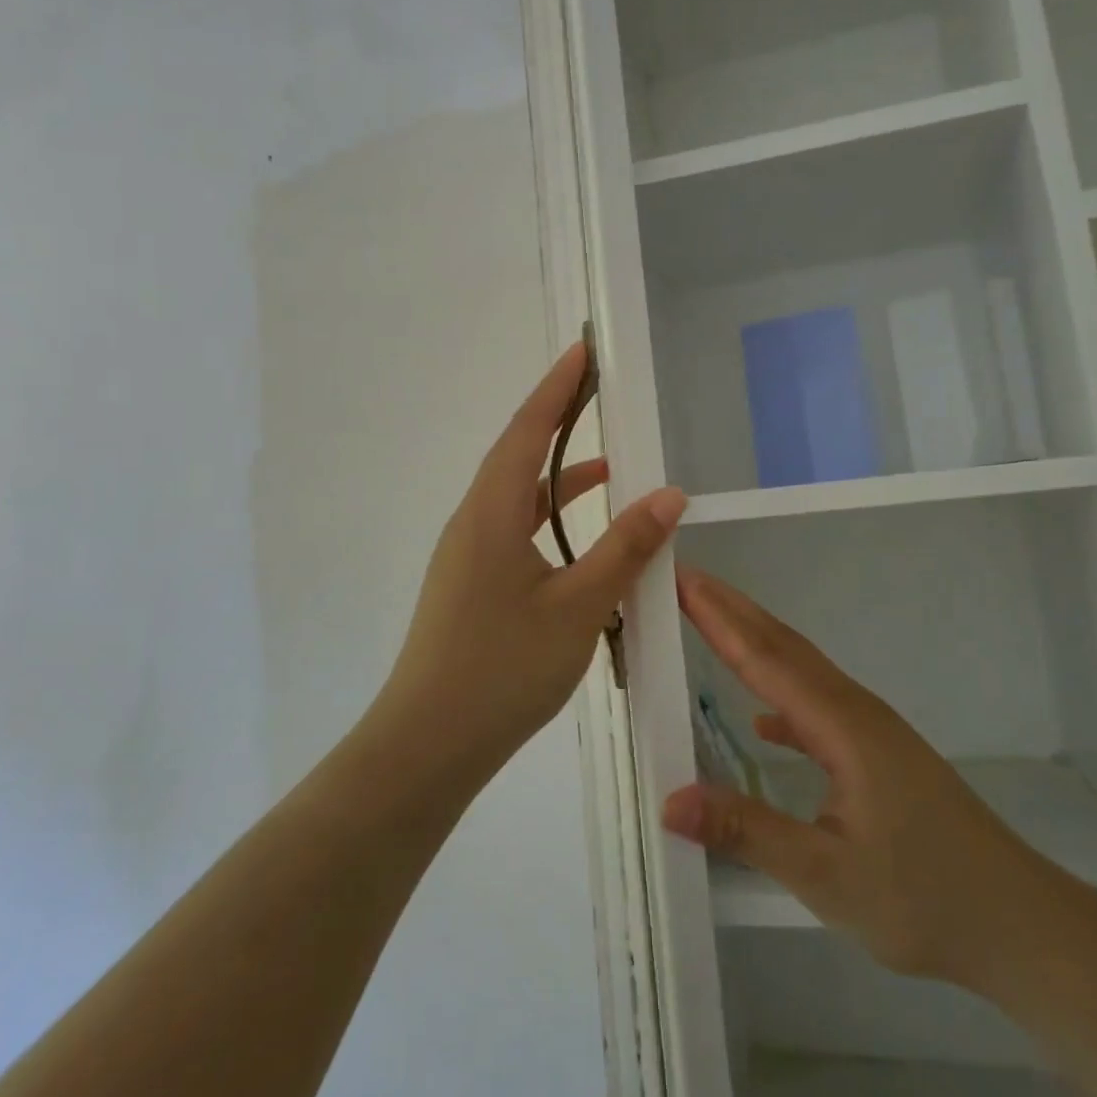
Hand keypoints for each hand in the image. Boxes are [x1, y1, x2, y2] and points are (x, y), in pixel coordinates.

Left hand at [376, 342, 686, 772]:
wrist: (427, 746)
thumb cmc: (503, 668)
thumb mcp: (579, 606)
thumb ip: (625, 548)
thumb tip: (669, 495)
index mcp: (491, 512)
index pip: (528, 429)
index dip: (558, 387)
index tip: (583, 351)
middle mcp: (473, 522)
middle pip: (519, 455)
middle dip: (559, 421)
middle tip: (600, 395)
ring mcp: (467, 555)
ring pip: (518, 498)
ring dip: (560, 479)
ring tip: (610, 472)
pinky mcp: (471, 585)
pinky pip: (515, 532)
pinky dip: (551, 521)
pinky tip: (581, 545)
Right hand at [662, 566, 1061, 993]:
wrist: (1020, 923)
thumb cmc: (925, 897)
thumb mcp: (827, 875)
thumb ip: (747, 832)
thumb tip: (669, 800)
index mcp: (841, 724)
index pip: (765, 657)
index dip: (719, 617)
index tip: (682, 579)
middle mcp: (855, 710)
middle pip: (783, 645)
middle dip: (733, 609)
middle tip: (687, 579)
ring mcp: (871, 729)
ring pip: (802, 669)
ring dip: (756, 641)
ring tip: (713, 621)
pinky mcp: (880, 754)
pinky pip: (818, 706)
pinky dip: (782, 696)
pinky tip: (764, 722)